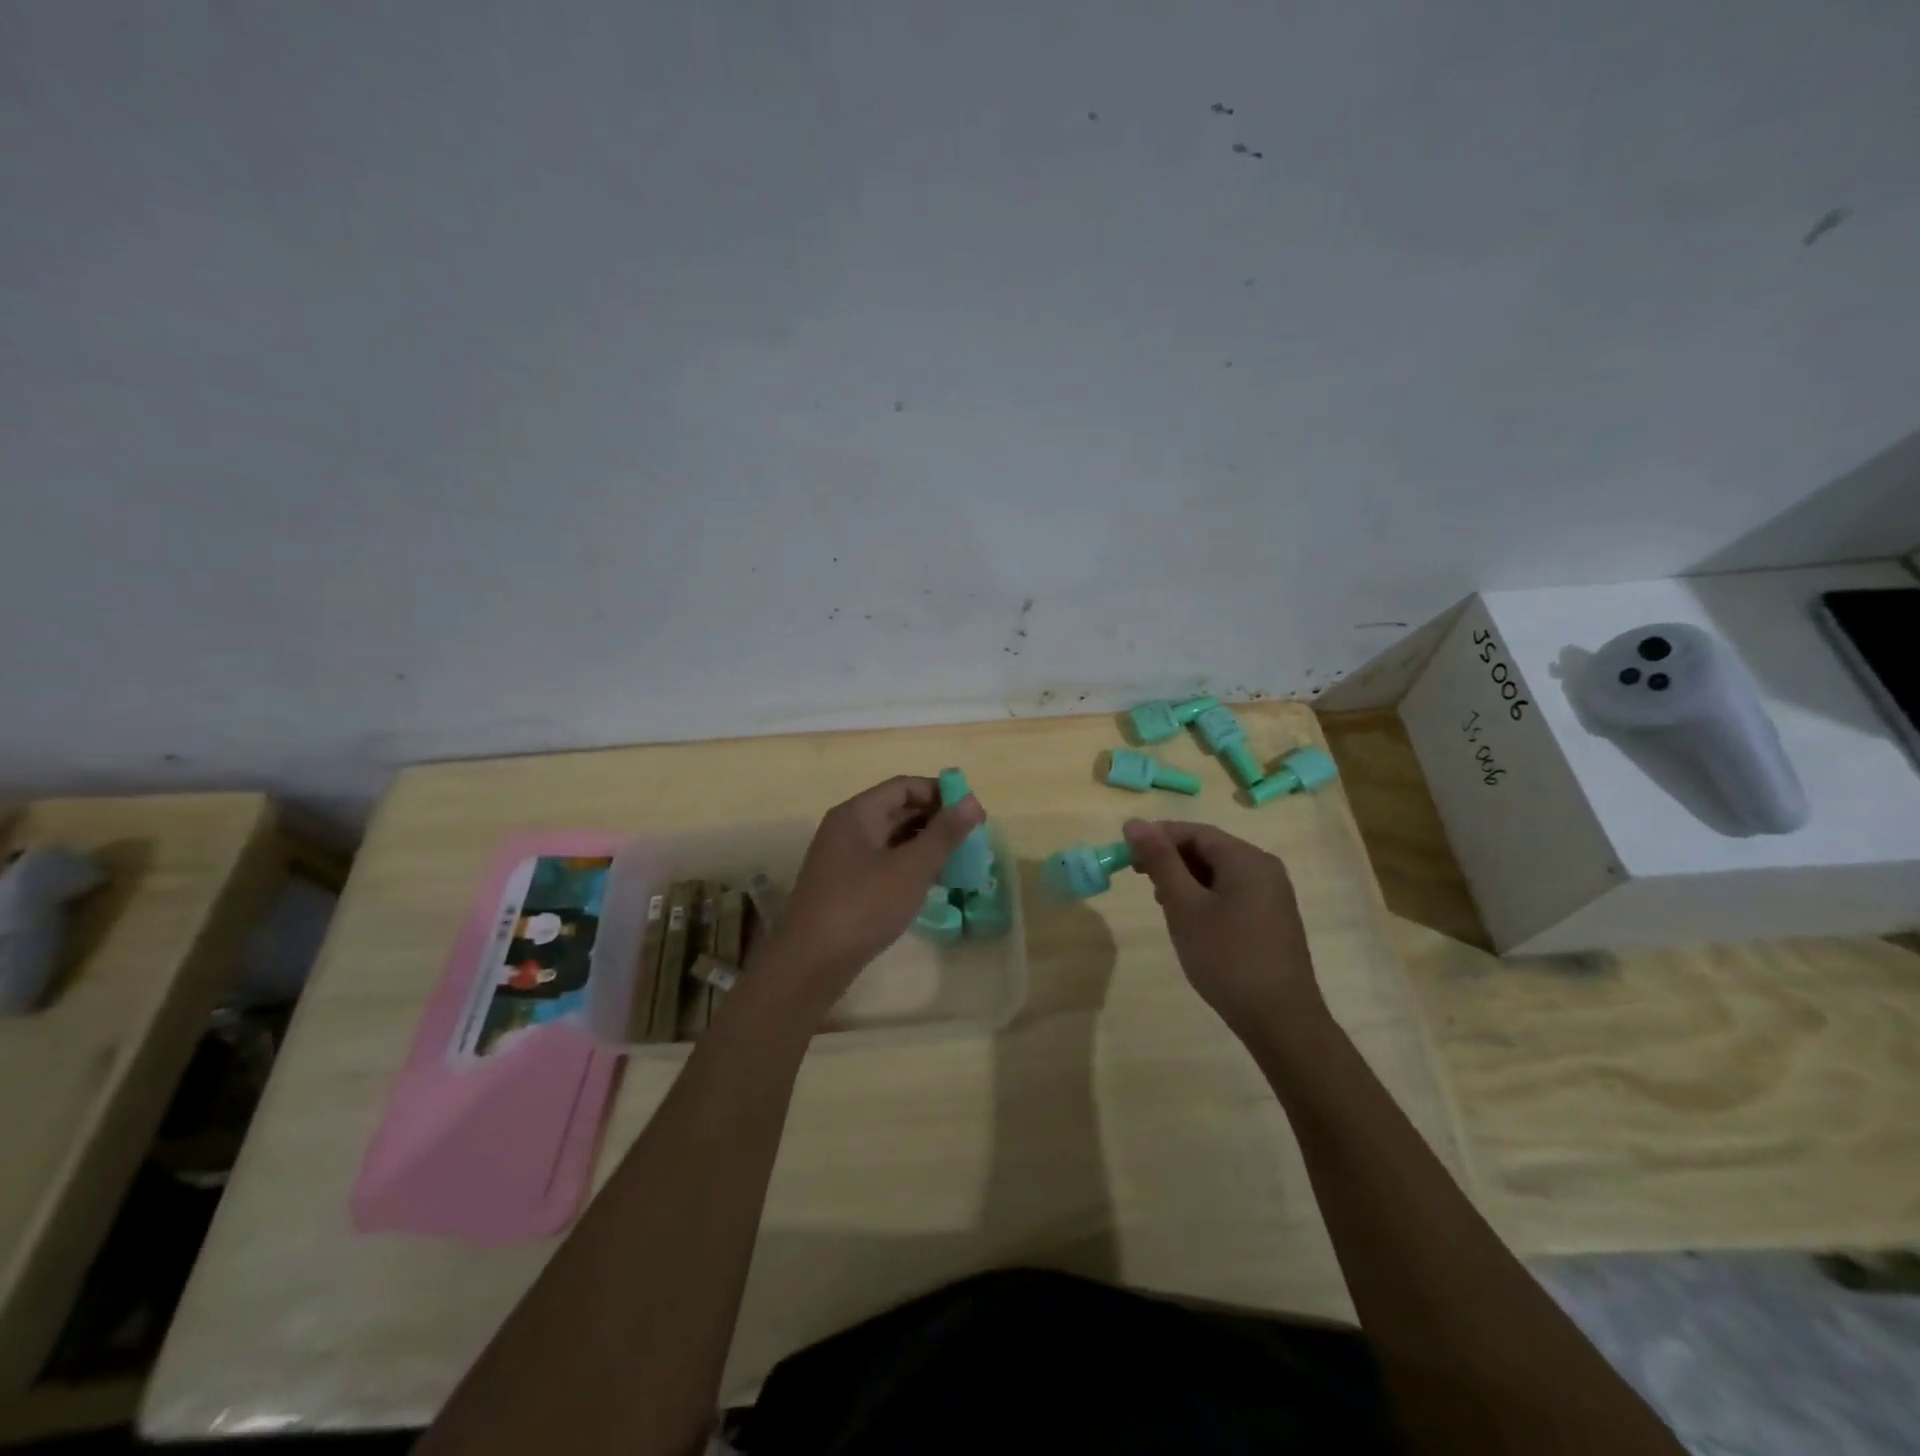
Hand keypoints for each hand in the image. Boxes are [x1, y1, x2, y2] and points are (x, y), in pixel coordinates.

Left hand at [766, 775, 984, 1003]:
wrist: (811, 963)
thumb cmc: (863, 907)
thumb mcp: (911, 869)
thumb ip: (944, 834)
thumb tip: (973, 802)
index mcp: (856, 814)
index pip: (904, 786)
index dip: (940, 793)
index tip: (973, 812)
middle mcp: (846, 828)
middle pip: (897, 810)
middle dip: (936, 820)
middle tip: (972, 838)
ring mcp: (842, 858)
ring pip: (891, 839)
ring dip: (924, 844)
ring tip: (958, 860)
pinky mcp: (844, 886)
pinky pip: (882, 862)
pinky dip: (908, 865)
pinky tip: (931, 883)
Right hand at [1122, 819, 1325, 1034]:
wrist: (1280, 1020)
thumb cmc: (1226, 957)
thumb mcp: (1184, 906)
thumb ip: (1160, 861)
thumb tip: (1135, 822)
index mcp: (1246, 859)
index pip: (1194, 832)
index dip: (1157, 837)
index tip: (1126, 854)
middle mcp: (1265, 868)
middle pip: (1208, 849)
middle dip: (1171, 859)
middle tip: (1140, 878)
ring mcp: (1273, 894)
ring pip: (1219, 872)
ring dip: (1186, 879)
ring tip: (1162, 902)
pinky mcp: (1273, 918)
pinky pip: (1232, 891)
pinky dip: (1205, 896)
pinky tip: (1190, 920)